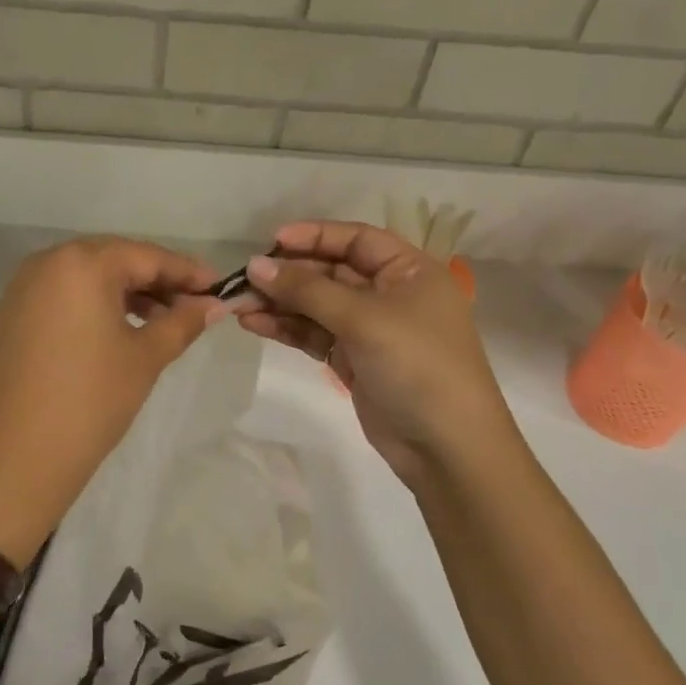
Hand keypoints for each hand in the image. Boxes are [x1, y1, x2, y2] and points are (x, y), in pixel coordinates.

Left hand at [0, 237, 225, 562]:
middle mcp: (48, 261)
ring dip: (129, 293)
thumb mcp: (144, 359)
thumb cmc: (87, 402)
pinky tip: (124, 328)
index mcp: (81, 262)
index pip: (147, 256)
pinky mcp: (14, 313)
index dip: (187, 272)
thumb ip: (182, 322)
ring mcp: (25, 287)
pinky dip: (98, 305)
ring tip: (166, 321)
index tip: (221, 288)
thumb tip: (215, 304)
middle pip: (116, 260)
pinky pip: (67, 295)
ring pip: (90, 277)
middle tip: (197, 306)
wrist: (9, 461)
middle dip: (158, 281)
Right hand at [234, 220, 514, 487]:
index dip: (314, 236)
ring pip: (317, 304)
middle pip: (331, 271)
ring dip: (281, 303)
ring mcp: (370, 328)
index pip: (356, 239)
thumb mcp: (363, 318)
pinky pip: (314, 333)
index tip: (271, 242)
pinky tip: (254, 324)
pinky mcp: (353, 358)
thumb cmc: (416, 365)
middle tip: (245, 280)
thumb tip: (255, 265)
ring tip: (239, 305)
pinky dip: (287, 327)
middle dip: (289, 275)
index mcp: (409, 270)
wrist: (446, 448)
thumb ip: (307, 289)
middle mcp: (390, 293)